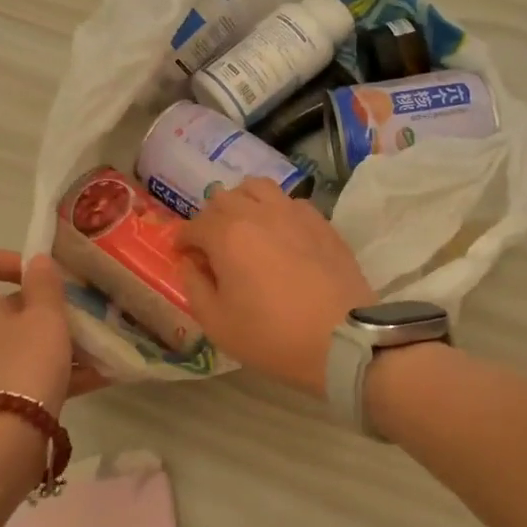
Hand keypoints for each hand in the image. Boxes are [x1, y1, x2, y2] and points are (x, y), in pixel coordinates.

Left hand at [0, 249, 105, 417]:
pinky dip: (52, 368)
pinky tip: (95, 377)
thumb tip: (36, 261)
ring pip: (17, 338)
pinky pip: (23, 369)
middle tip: (76, 312)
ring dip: (54, 338)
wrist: (0, 444)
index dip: (11, 258)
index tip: (44, 276)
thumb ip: (45, 285)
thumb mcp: (45, 318)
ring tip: (94, 346)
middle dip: (44, 304)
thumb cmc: (24, 366)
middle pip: (3, 301)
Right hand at [177, 180, 372, 395]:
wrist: (343, 338)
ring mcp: (293, 212)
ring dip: (243, 201)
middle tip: (212, 244)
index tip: (183, 255)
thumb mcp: (217, 323)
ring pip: (258, 188)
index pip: (194, 225)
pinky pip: (289, 201)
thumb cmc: (272, 336)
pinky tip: (279, 233)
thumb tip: (190, 263)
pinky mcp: (321, 222)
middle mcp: (258, 213)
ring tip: (244, 226)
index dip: (184, 240)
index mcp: (227, 235)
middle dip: (210, 218)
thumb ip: (195, 286)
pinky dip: (275, 210)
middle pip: (223, 198)